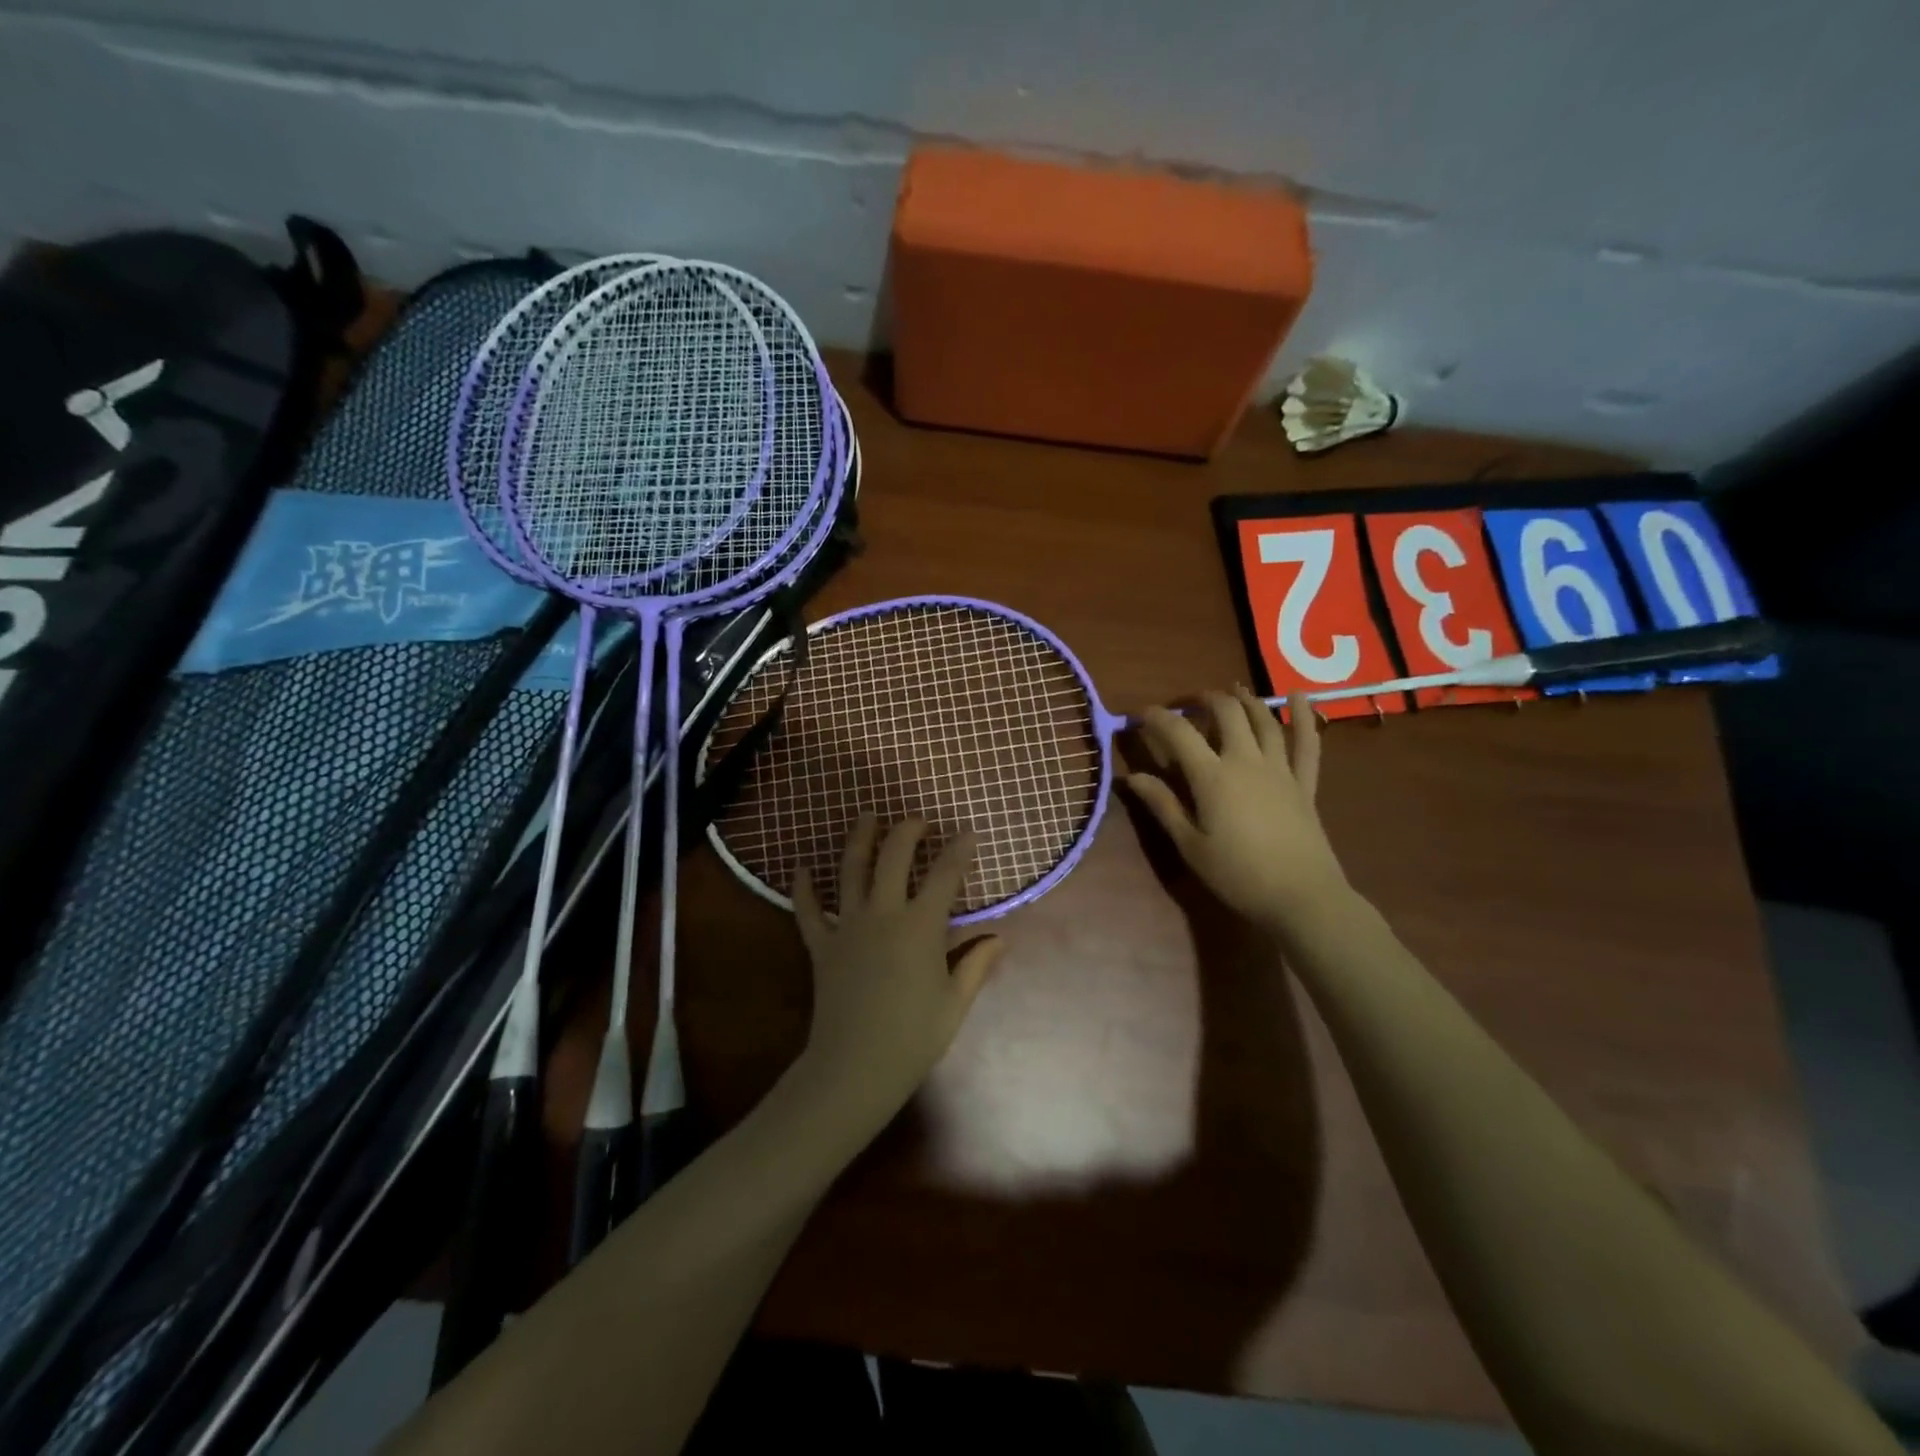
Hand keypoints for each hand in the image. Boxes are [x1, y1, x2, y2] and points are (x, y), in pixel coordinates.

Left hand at [790, 815, 1002, 1138]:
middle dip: (907, 830)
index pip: (945, 875)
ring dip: (860, 838)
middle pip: (893, 857)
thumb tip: (998, 938)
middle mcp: (883, 914)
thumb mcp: (955, 1002)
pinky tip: (801, 866)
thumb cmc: (913, 1036)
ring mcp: (847, 926)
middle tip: (917, 819)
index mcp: (921, 926)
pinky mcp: (821, 944)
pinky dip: (803, 887)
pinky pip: (807, 909)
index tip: (969, 832)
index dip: (959, 849)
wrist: (855, 1067)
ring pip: (850, 869)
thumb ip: (976, 964)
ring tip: (868, 816)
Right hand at [1123, 688, 1347, 930]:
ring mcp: (1280, 769)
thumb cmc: (1237, 874)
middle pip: (1226, 713)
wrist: (1301, 897)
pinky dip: (1304, 716)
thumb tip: (1131, 776)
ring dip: (1244, 699)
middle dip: (1203, 699)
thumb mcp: (1190, 844)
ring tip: (1230, 691)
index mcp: (1212, 776)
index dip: (1156, 718)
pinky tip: (1299, 695)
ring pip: (1263, 720)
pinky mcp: (1304, 782)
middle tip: (1187, 704)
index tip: (1138, 714)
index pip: (1179, 733)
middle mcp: (1246, 761)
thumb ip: (1162, 805)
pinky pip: (1308, 742)